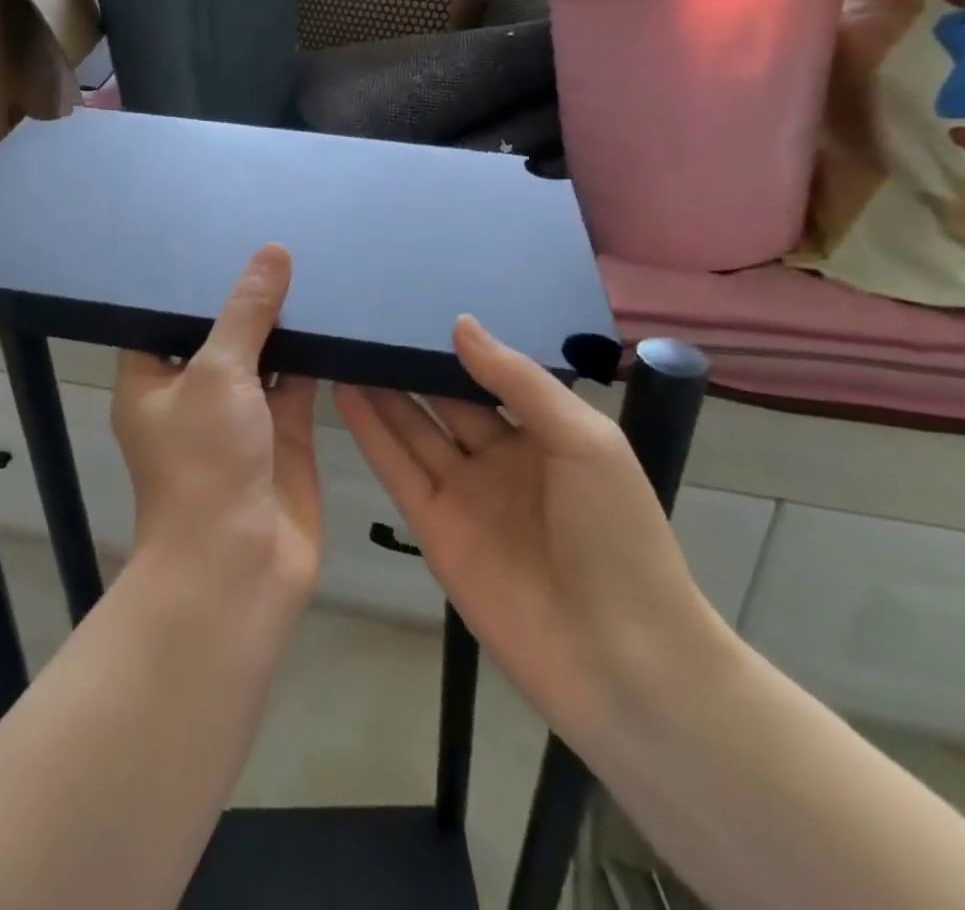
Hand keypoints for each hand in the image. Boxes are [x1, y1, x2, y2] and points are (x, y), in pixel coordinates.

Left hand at [111, 244, 319, 601]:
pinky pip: (296, 381)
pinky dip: (312, 354)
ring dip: (282, 322)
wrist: (238, 568)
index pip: (164, 316)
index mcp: (151, 379)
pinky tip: (332, 312)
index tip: (218, 234)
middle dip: (244, 296)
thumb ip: (247, 312)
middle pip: (218, 332)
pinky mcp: (282, 432)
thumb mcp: (218, 373)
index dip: (189, 280)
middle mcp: (192, 392)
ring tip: (307, 262)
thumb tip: (271, 251)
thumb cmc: (205, 462)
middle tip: (274, 240)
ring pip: (261, 354)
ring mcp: (239, 413)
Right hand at [333, 316, 721, 739]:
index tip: (417, 305)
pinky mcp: (433, 528)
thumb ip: (518, 381)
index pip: (490, 378)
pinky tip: (345, 394)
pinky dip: (370, 433)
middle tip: (367, 320)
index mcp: (544, 434)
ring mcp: (464, 494)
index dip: (456, 347)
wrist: (620, 659)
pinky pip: (397, 470)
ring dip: (381, 391)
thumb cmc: (616, 534)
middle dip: (411, 364)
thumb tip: (461, 324)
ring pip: (413, 429)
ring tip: (345, 347)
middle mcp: (499, 458)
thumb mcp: (582, 439)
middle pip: (444, 400)